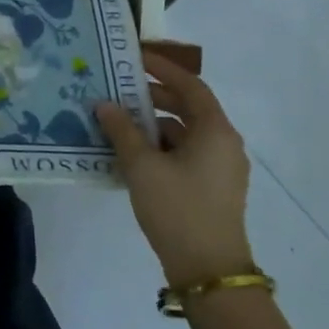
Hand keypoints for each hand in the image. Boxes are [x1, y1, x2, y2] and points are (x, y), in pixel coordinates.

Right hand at [94, 51, 253, 288]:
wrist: (208, 270)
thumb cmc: (177, 208)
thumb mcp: (142, 166)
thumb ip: (122, 130)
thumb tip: (104, 104)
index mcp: (215, 130)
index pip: (191, 85)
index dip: (163, 69)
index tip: (136, 58)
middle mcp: (224, 143)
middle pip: (190, 107)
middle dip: (155, 96)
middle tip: (121, 89)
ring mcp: (222, 167)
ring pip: (187, 132)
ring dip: (156, 124)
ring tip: (121, 122)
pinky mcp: (214, 188)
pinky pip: (188, 153)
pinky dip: (163, 146)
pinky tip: (134, 154)